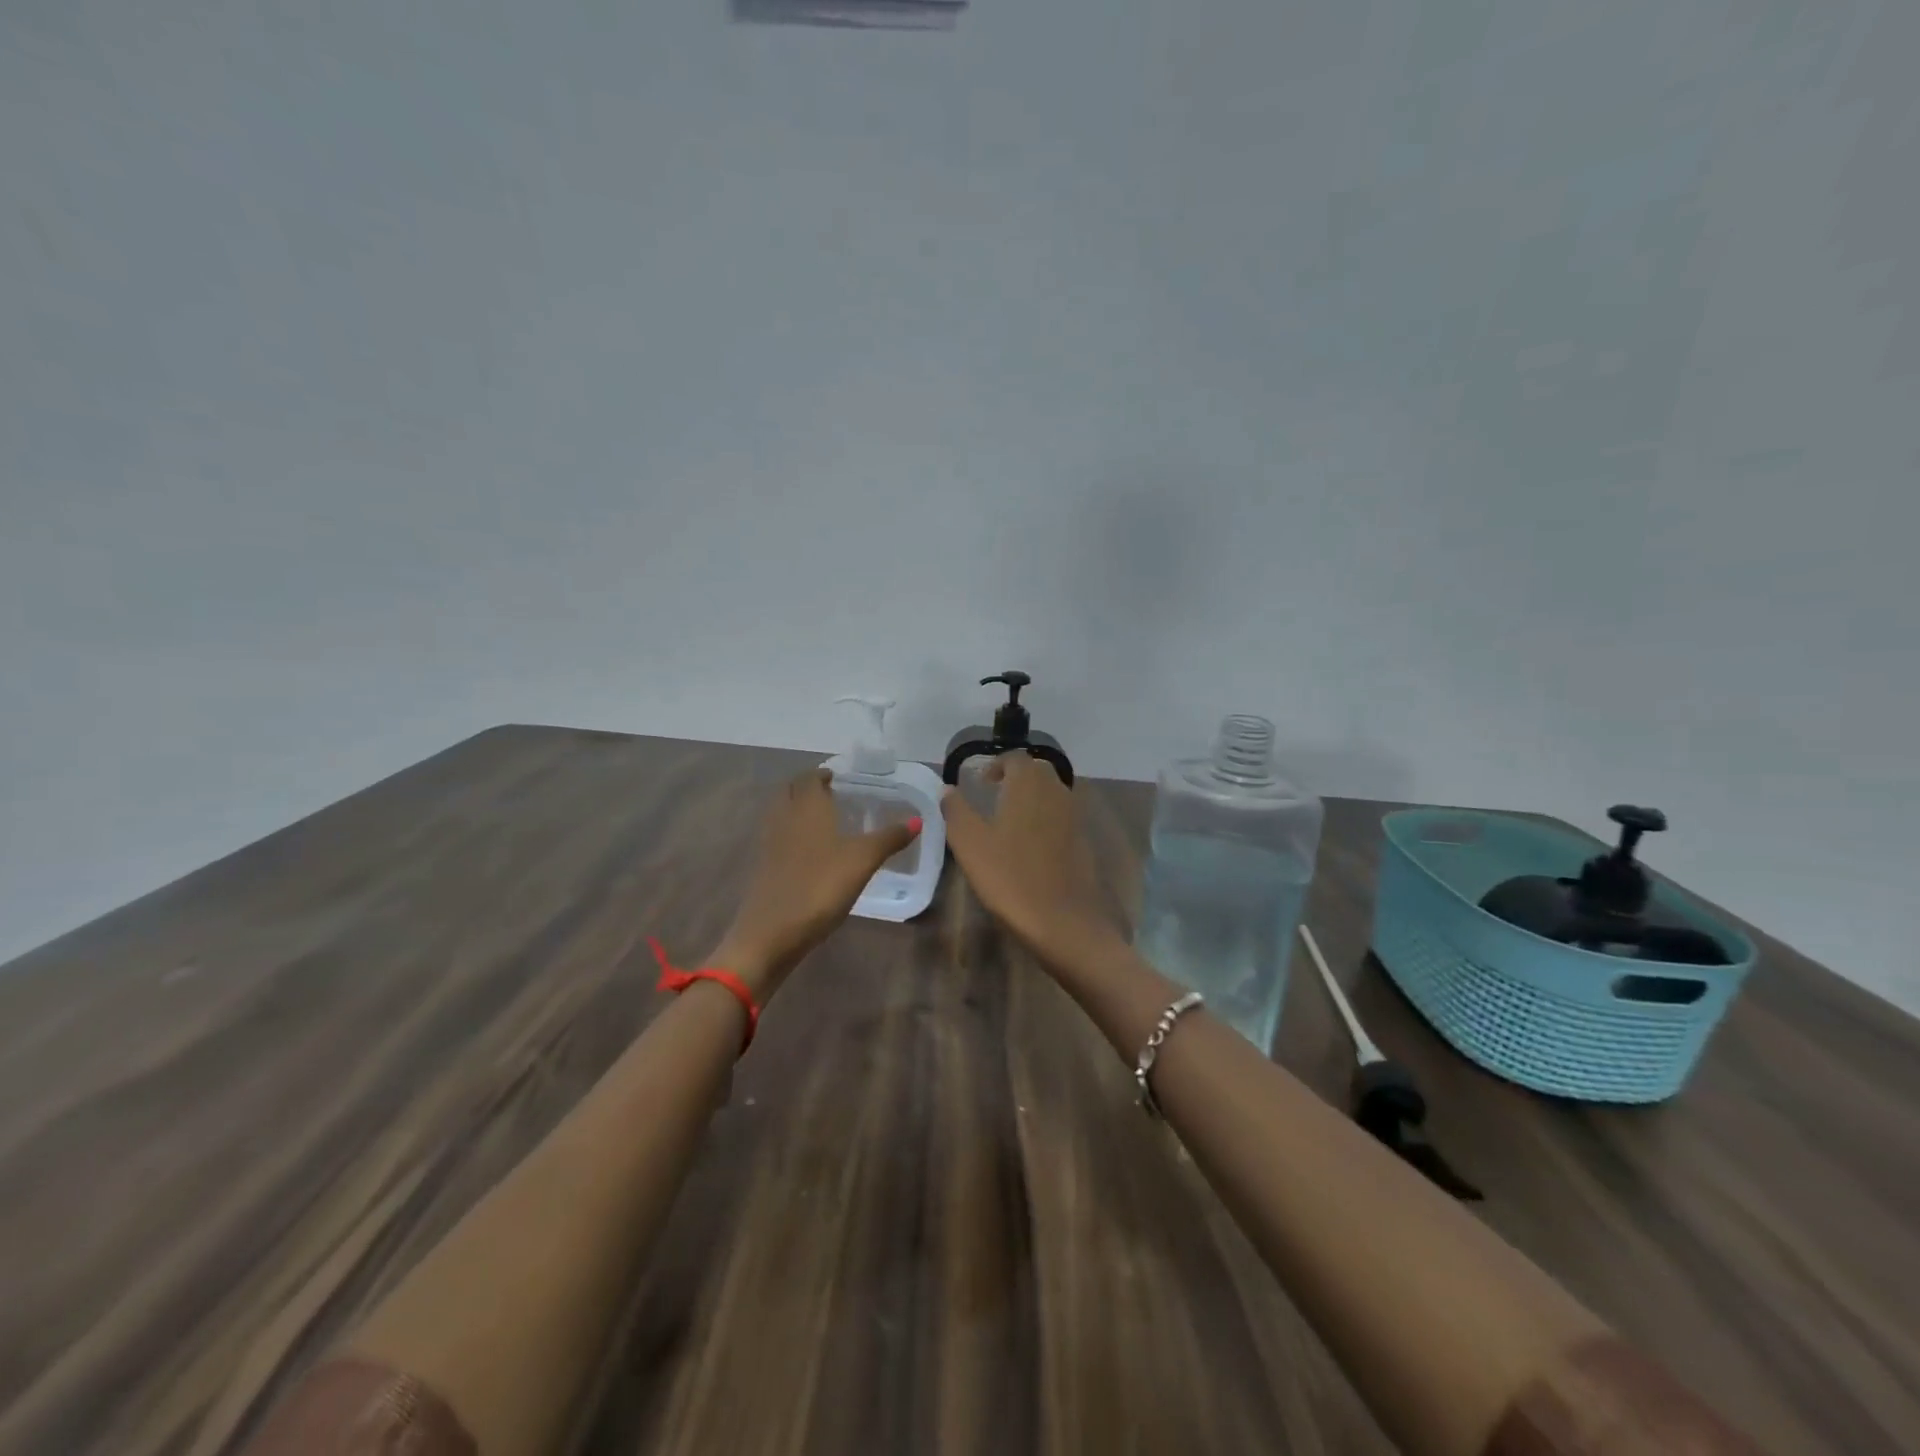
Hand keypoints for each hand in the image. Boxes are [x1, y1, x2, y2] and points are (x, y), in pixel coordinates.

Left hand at [711, 767, 919, 999]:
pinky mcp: (763, 869)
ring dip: (797, 810)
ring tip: (822, 821)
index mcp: (807, 808)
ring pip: (781, 814)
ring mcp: (769, 844)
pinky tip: (810, 853)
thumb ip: (889, 838)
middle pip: (790, 791)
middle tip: (831, 795)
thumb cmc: (819, 887)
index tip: (838, 778)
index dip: (822, 774)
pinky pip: (777, 838)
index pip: (809, 778)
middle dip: (807, 788)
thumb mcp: (862, 861)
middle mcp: (784, 818)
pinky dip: (791, 834)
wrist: (771, 933)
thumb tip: (918, 819)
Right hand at [941, 752, 1123, 973]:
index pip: (1014, 758)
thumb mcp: (970, 844)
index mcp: (1029, 784)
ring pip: (1052, 793)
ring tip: (1008, 820)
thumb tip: (947, 789)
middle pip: (1037, 771)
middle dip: (1015, 777)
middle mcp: (1056, 791)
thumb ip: (956, 811)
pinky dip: (1045, 819)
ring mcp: (1074, 816)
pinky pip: (1061, 816)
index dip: (995, 765)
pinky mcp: (1083, 841)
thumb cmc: (1009, 876)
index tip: (980, 783)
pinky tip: (1029, 845)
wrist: (1063, 920)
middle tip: (993, 796)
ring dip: (1031, 797)